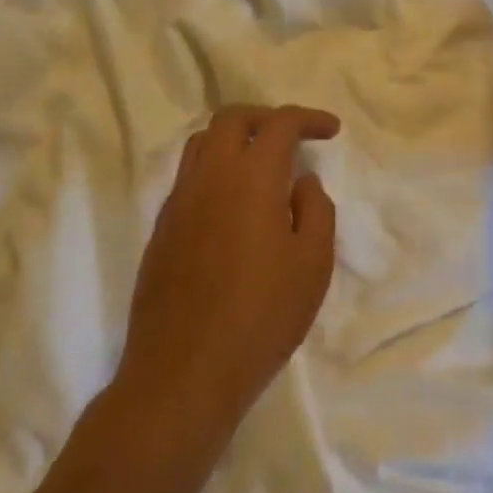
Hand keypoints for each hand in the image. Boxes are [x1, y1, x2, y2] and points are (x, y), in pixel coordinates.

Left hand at [115, 105, 339, 446]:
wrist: (182, 375)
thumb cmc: (260, 318)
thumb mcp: (312, 265)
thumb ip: (315, 210)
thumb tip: (301, 181)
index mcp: (250, 178)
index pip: (279, 124)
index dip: (308, 118)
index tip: (331, 130)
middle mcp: (209, 177)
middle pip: (232, 119)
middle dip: (266, 118)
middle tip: (293, 137)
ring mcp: (178, 202)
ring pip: (202, 143)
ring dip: (235, 139)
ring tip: (261, 164)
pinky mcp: (161, 230)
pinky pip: (188, 177)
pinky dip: (215, 170)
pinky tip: (233, 205)